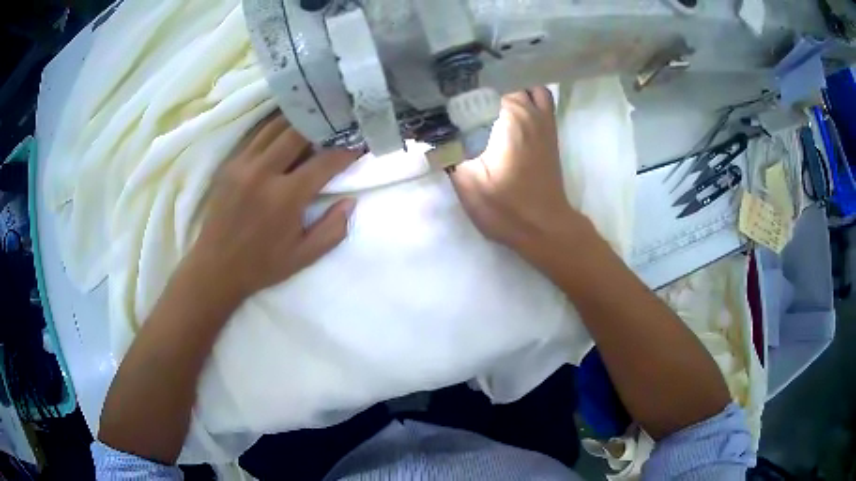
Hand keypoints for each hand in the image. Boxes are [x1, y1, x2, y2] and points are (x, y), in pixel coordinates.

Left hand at [187, 114, 359, 300]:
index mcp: (285, 198)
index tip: (358, 146)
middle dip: (321, 125)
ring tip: (313, 124)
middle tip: (335, 127)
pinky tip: (285, 133)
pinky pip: (256, 135)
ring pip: (275, 126)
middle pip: (298, 131)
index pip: (324, 161)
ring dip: (297, 122)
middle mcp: (263, 173)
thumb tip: (350, 201)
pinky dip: (275, 129)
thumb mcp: (304, 256)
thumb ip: (333, 229)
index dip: (346, 151)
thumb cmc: (262, 265)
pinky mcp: (229, 164)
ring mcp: (242, 165)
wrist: (215, 268)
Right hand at [449, 87, 584, 255]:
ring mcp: (542, 116)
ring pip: (519, 84)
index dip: (453, 91)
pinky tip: (510, 103)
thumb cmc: (505, 207)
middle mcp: (527, 108)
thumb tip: (429, 129)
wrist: (544, 227)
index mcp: (506, 115)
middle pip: (496, 82)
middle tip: (452, 99)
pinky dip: (526, 92)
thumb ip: (447, 150)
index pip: (475, 87)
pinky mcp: (550, 128)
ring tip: (481, 97)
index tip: (437, 99)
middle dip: (473, 87)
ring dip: (501, 86)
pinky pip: (540, 96)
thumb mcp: (466, 182)